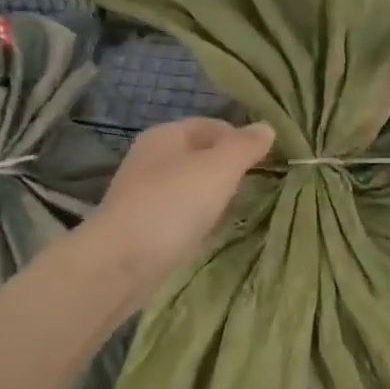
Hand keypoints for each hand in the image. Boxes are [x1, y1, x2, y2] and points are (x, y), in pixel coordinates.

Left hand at [89, 117, 274, 307]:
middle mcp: (152, 158)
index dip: (241, 139)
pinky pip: (182, 212)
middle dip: (230, 168)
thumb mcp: (219, 168)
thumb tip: (267, 127)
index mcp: (166, 135)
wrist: (122, 263)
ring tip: (238, 210)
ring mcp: (146, 192)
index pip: (213, 125)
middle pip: (202, 155)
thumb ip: (245, 147)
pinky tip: (212, 231)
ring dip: (216, 195)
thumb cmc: (173, 205)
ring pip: (192, 185)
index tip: (266, 162)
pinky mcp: (145, 224)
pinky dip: (200, 218)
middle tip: (256, 187)